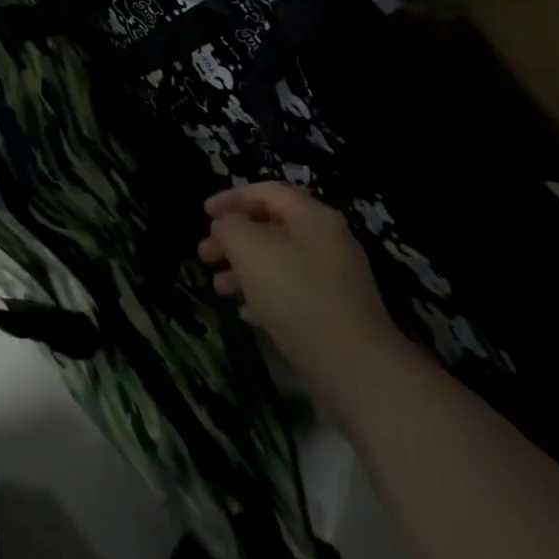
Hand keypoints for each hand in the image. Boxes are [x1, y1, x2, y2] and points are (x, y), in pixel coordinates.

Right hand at [199, 182, 410, 408]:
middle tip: (204, 254)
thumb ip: (231, 227)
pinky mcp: (333, 313)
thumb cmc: (297, 295)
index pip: (267, 192)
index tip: (203, 213)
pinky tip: (246, 313)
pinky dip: (264, 296)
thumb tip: (226, 225)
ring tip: (218, 287)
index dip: (232, 197)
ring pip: (278, 262)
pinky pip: (291, 293)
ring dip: (243, 269)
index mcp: (312, 217)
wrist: (354, 366)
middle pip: (271, 227)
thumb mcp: (251, 249)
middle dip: (233, 238)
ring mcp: (334, 279)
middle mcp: (327, 241)